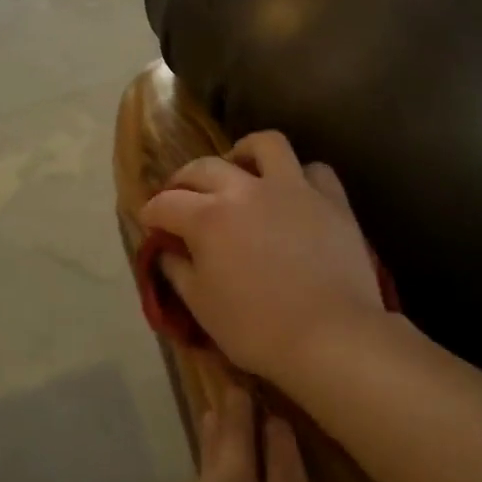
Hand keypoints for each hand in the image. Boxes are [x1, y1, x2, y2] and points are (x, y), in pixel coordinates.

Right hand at [140, 132, 386, 380]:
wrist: (331, 336)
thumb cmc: (257, 329)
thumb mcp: (202, 307)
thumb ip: (178, 272)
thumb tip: (167, 251)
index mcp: (208, 218)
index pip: (166, 203)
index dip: (151, 212)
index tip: (150, 222)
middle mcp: (246, 189)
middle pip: (204, 167)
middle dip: (184, 179)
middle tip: (182, 196)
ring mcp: (292, 188)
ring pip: (265, 145)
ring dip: (244, 153)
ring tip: (240, 169)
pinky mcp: (331, 199)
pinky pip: (314, 170)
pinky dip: (299, 176)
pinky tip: (293, 192)